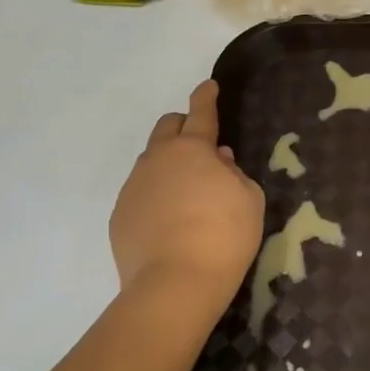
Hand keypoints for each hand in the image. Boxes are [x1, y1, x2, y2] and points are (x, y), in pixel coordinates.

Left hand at [110, 81, 263, 305]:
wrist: (175, 284)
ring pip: (151, 162)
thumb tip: (219, 162)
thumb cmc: (224, 236)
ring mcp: (133, 187)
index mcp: (193, 149)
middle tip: (202, 147)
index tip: (208, 86)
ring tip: (188, 194)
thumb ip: (235, 174)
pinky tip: (170, 222)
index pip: (200, 113)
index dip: (206, 97)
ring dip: (169, 166)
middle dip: (183, 127)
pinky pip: (140, 193)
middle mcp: (157, 160)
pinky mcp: (120, 216)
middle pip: (166, 128)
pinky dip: (156, 196)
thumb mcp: (249, 200)